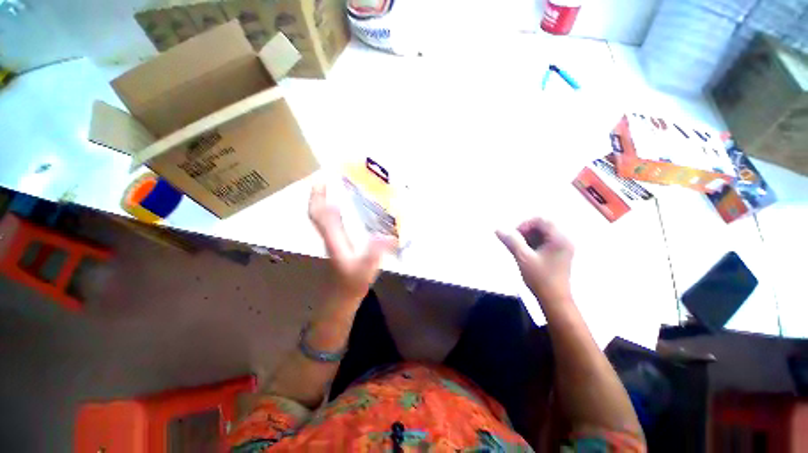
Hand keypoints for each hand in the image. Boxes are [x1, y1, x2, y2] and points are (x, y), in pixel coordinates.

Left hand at [309, 183, 397, 300]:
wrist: (341, 298)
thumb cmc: (351, 284)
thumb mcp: (365, 270)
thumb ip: (375, 254)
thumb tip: (389, 235)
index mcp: (334, 238)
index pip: (319, 214)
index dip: (318, 196)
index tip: (322, 178)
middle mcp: (330, 235)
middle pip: (318, 210)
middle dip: (321, 192)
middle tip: (331, 175)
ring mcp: (333, 238)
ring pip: (324, 215)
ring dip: (326, 198)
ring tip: (337, 185)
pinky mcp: (338, 242)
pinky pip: (332, 221)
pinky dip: (334, 209)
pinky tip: (346, 206)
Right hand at [496, 218, 573, 303]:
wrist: (554, 300)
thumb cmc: (540, 279)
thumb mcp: (523, 258)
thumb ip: (511, 241)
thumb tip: (498, 229)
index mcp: (559, 238)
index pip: (541, 220)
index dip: (525, 224)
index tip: (515, 236)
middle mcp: (564, 240)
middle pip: (542, 226)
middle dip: (526, 232)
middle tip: (516, 244)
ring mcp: (562, 248)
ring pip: (542, 234)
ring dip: (528, 239)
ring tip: (520, 251)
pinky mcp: (559, 255)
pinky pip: (544, 242)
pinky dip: (533, 245)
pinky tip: (526, 255)